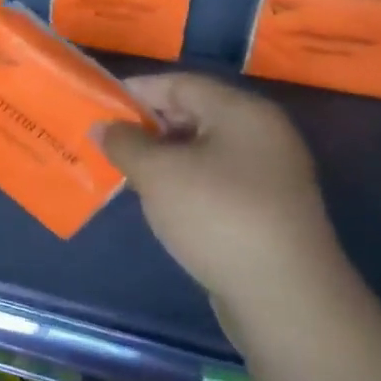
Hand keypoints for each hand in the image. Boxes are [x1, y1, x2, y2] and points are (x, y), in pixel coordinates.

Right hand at [101, 72, 352, 332]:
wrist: (284, 296)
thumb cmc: (217, 216)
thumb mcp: (158, 173)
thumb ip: (124, 143)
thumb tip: (103, 127)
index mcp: (241, 111)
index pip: (179, 84)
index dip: (135, 92)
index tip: (97, 108)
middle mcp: (261, 133)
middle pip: (193, 113)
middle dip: (146, 126)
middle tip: (106, 143)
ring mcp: (268, 172)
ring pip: (202, 149)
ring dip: (162, 157)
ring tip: (124, 173)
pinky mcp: (266, 208)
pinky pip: (215, 179)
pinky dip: (183, 182)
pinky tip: (158, 201)